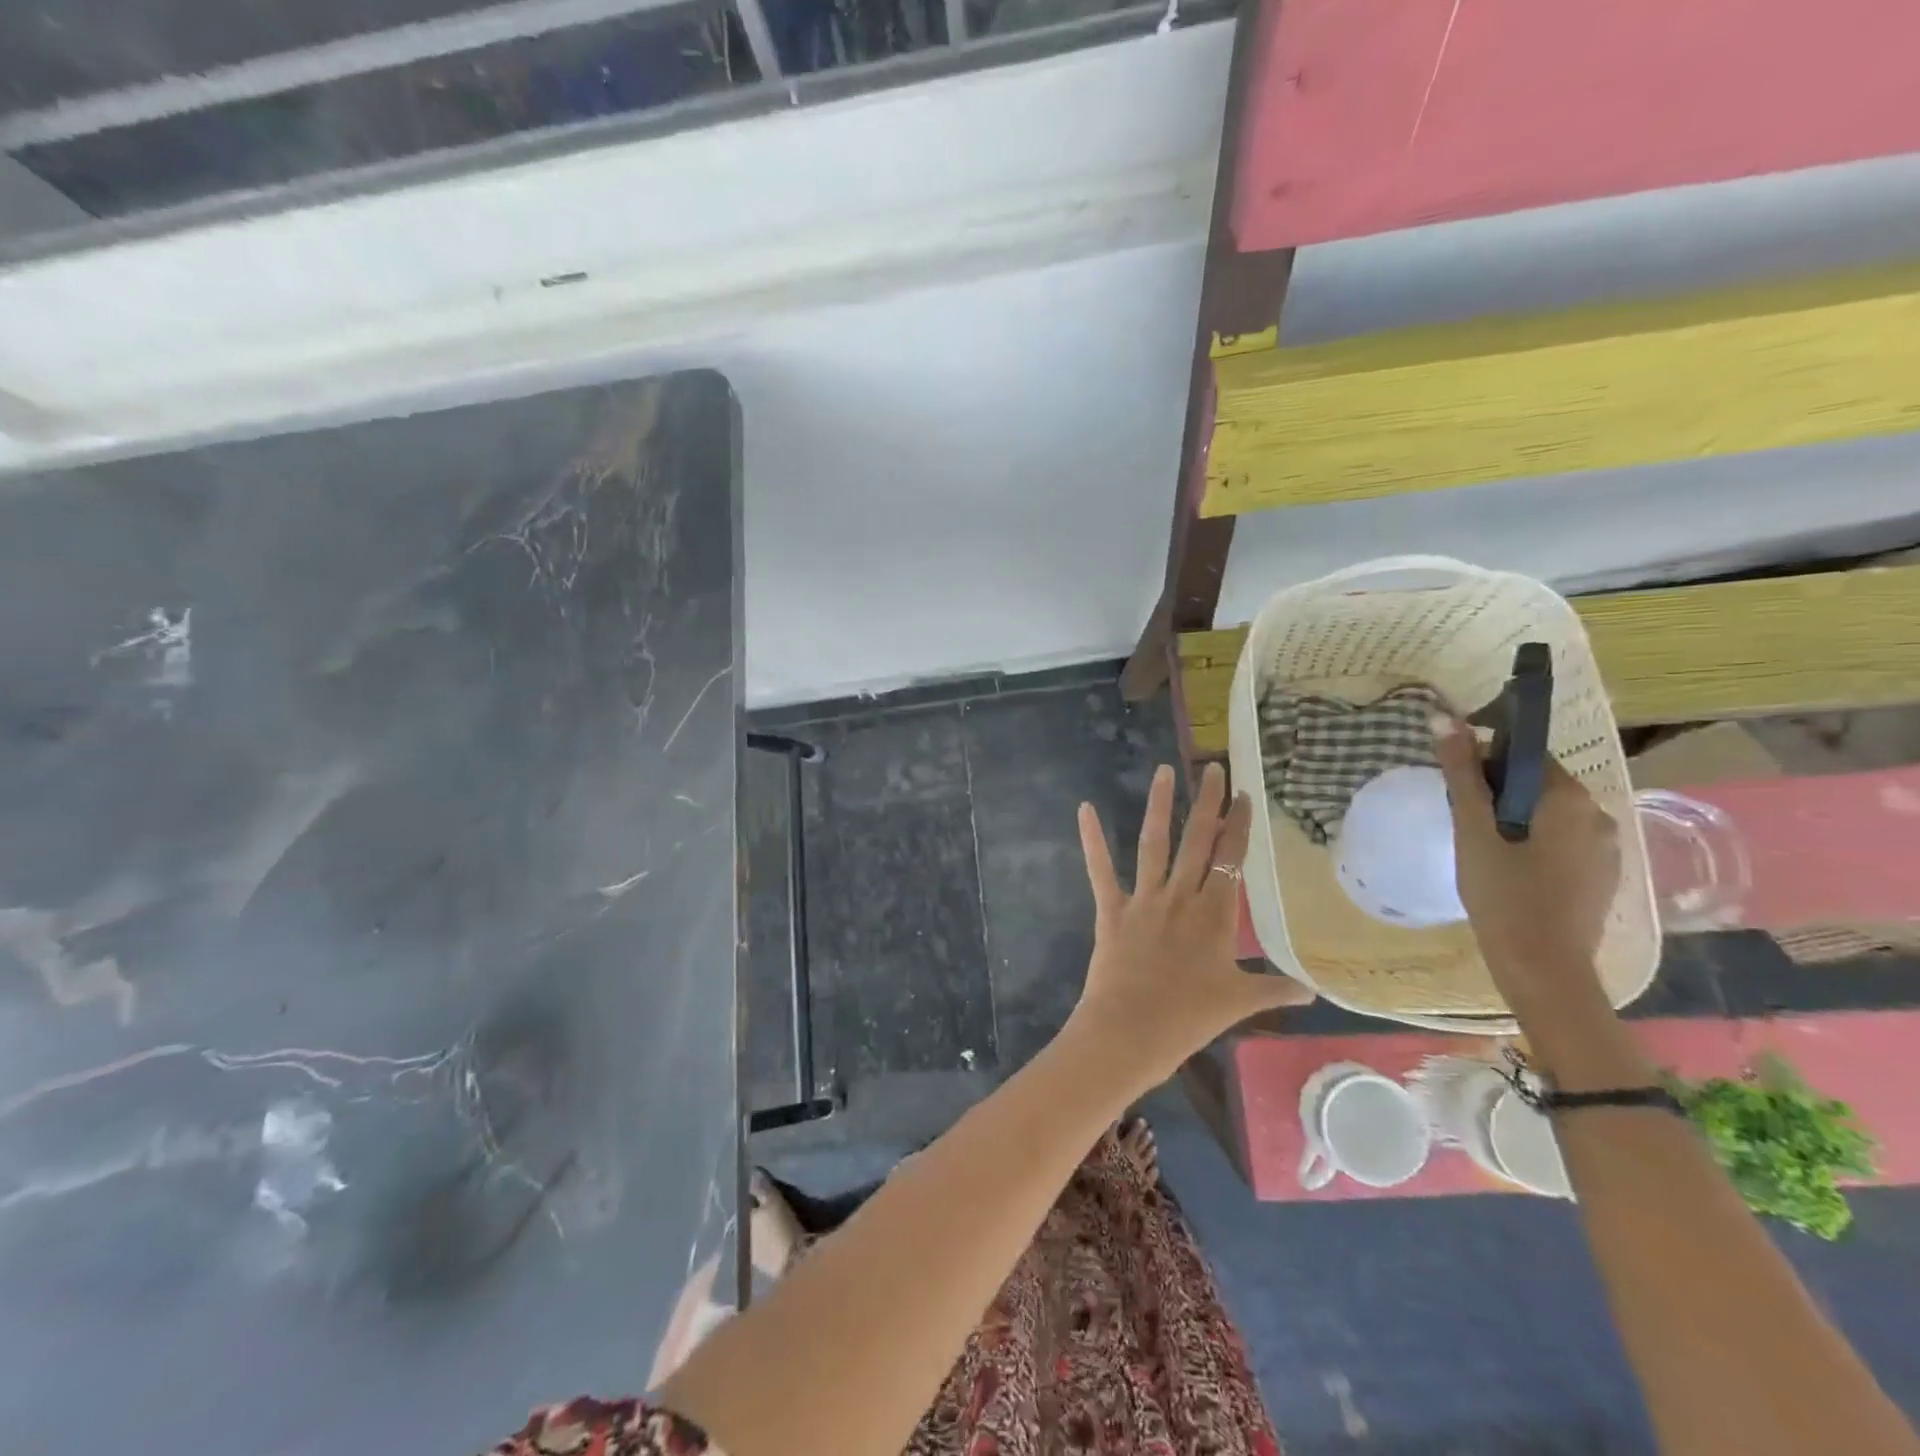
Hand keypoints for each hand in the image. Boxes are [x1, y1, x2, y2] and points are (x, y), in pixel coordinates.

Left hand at [1066, 762, 1312, 1089]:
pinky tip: (1084, 808)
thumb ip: (1274, 989)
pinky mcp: (1111, 909)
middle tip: (1213, 768)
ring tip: (1165, 771)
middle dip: (1208, 802)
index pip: (1232, 859)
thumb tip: (1312, 990)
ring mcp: (1144, 900)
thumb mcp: (1239, 1003)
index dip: (1239, 825)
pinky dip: (1092, 839)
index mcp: (1215, 915)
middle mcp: (1181, 897)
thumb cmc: (1188, 1019)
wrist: (1130, 1032)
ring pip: (1154, 843)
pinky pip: (1100, 869)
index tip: (1245, 795)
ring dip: (1159, 805)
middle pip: (1198, 841)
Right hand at [1430, 715, 1620, 1001]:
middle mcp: (1599, 815)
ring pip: (1549, 815)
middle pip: (1538, 785)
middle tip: (1463, 823)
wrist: (1542, 968)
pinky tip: (1509, 870)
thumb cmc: (1503, 895)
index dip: (1486, 765)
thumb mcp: (1472, 830)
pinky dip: (1533, 844)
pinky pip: (1561, 841)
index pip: (1526, 756)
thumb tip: (1443, 719)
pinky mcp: (1601, 875)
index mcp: (1571, 798)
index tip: (1458, 790)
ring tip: (1481, 849)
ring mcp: (1606, 848)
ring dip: (1514, 820)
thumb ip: (1460, 774)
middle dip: (1499, 795)